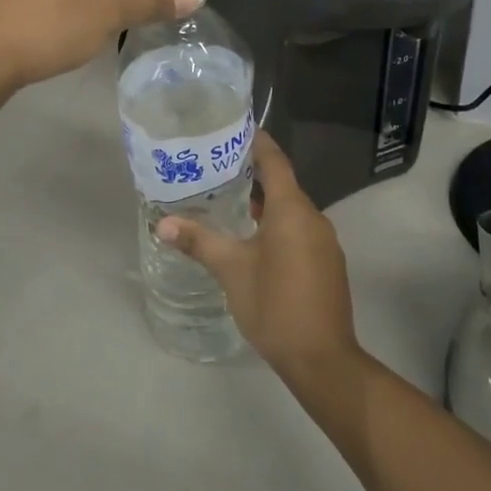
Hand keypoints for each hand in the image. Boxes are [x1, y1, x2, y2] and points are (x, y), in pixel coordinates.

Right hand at [156, 133, 360, 383]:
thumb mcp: (231, 270)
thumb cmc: (275, 304)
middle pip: (283, 186)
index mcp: (292, 210)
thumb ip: (199, 241)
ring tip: (231, 204)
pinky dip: (278, 227)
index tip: (238, 130)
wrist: (322, 359)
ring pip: (291, 212)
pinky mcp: (327, 265)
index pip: (275, 162)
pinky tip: (255, 242)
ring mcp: (325, 243)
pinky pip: (300, 232)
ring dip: (265, 205)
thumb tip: (163, 222)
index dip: (259, 143)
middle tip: (219, 170)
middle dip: (254, 176)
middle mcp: (313, 218)